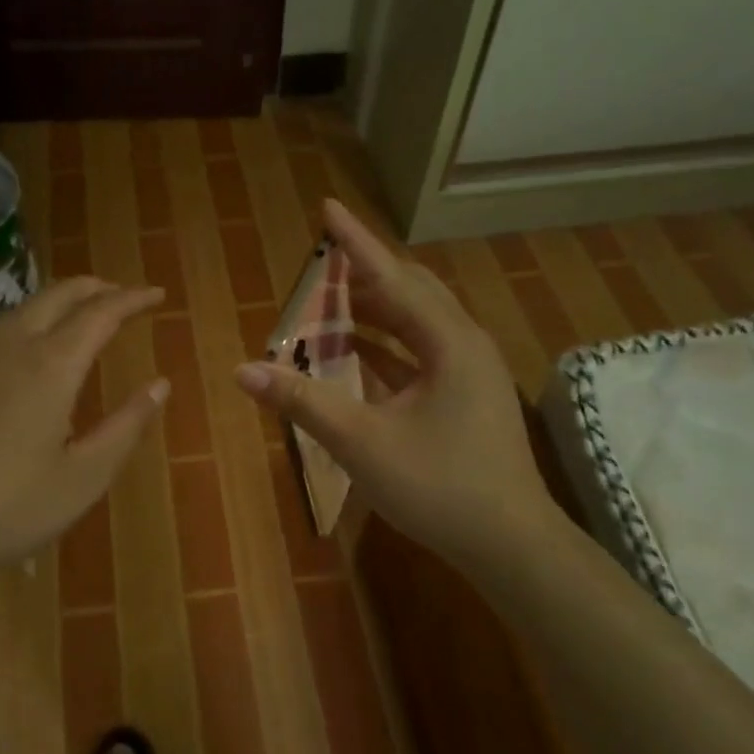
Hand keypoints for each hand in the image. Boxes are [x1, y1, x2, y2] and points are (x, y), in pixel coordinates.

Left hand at [0, 277, 167, 605]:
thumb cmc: (9, 510)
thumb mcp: (84, 477)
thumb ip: (126, 426)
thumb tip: (160, 385)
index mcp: (50, 366)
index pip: (101, 313)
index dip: (132, 299)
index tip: (156, 294)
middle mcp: (7, 347)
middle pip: (56, 296)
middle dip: (94, 288)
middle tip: (120, 294)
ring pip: (17, 312)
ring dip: (54, 305)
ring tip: (75, 319)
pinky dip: (19, 330)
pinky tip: (18, 360)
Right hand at [234, 200, 560, 567]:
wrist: (511, 545)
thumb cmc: (440, 488)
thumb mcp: (362, 443)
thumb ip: (303, 401)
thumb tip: (243, 371)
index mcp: (448, 342)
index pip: (391, 277)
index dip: (354, 242)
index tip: (326, 207)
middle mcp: (462, 344)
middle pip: (409, 291)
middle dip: (362, 273)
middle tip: (320, 261)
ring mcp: (467, 371)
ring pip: (414, 323)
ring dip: (371, 310)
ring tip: (327, 302)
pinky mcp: (463, 396)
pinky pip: (417, 353)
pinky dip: (383, 345)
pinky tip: (352, 350)